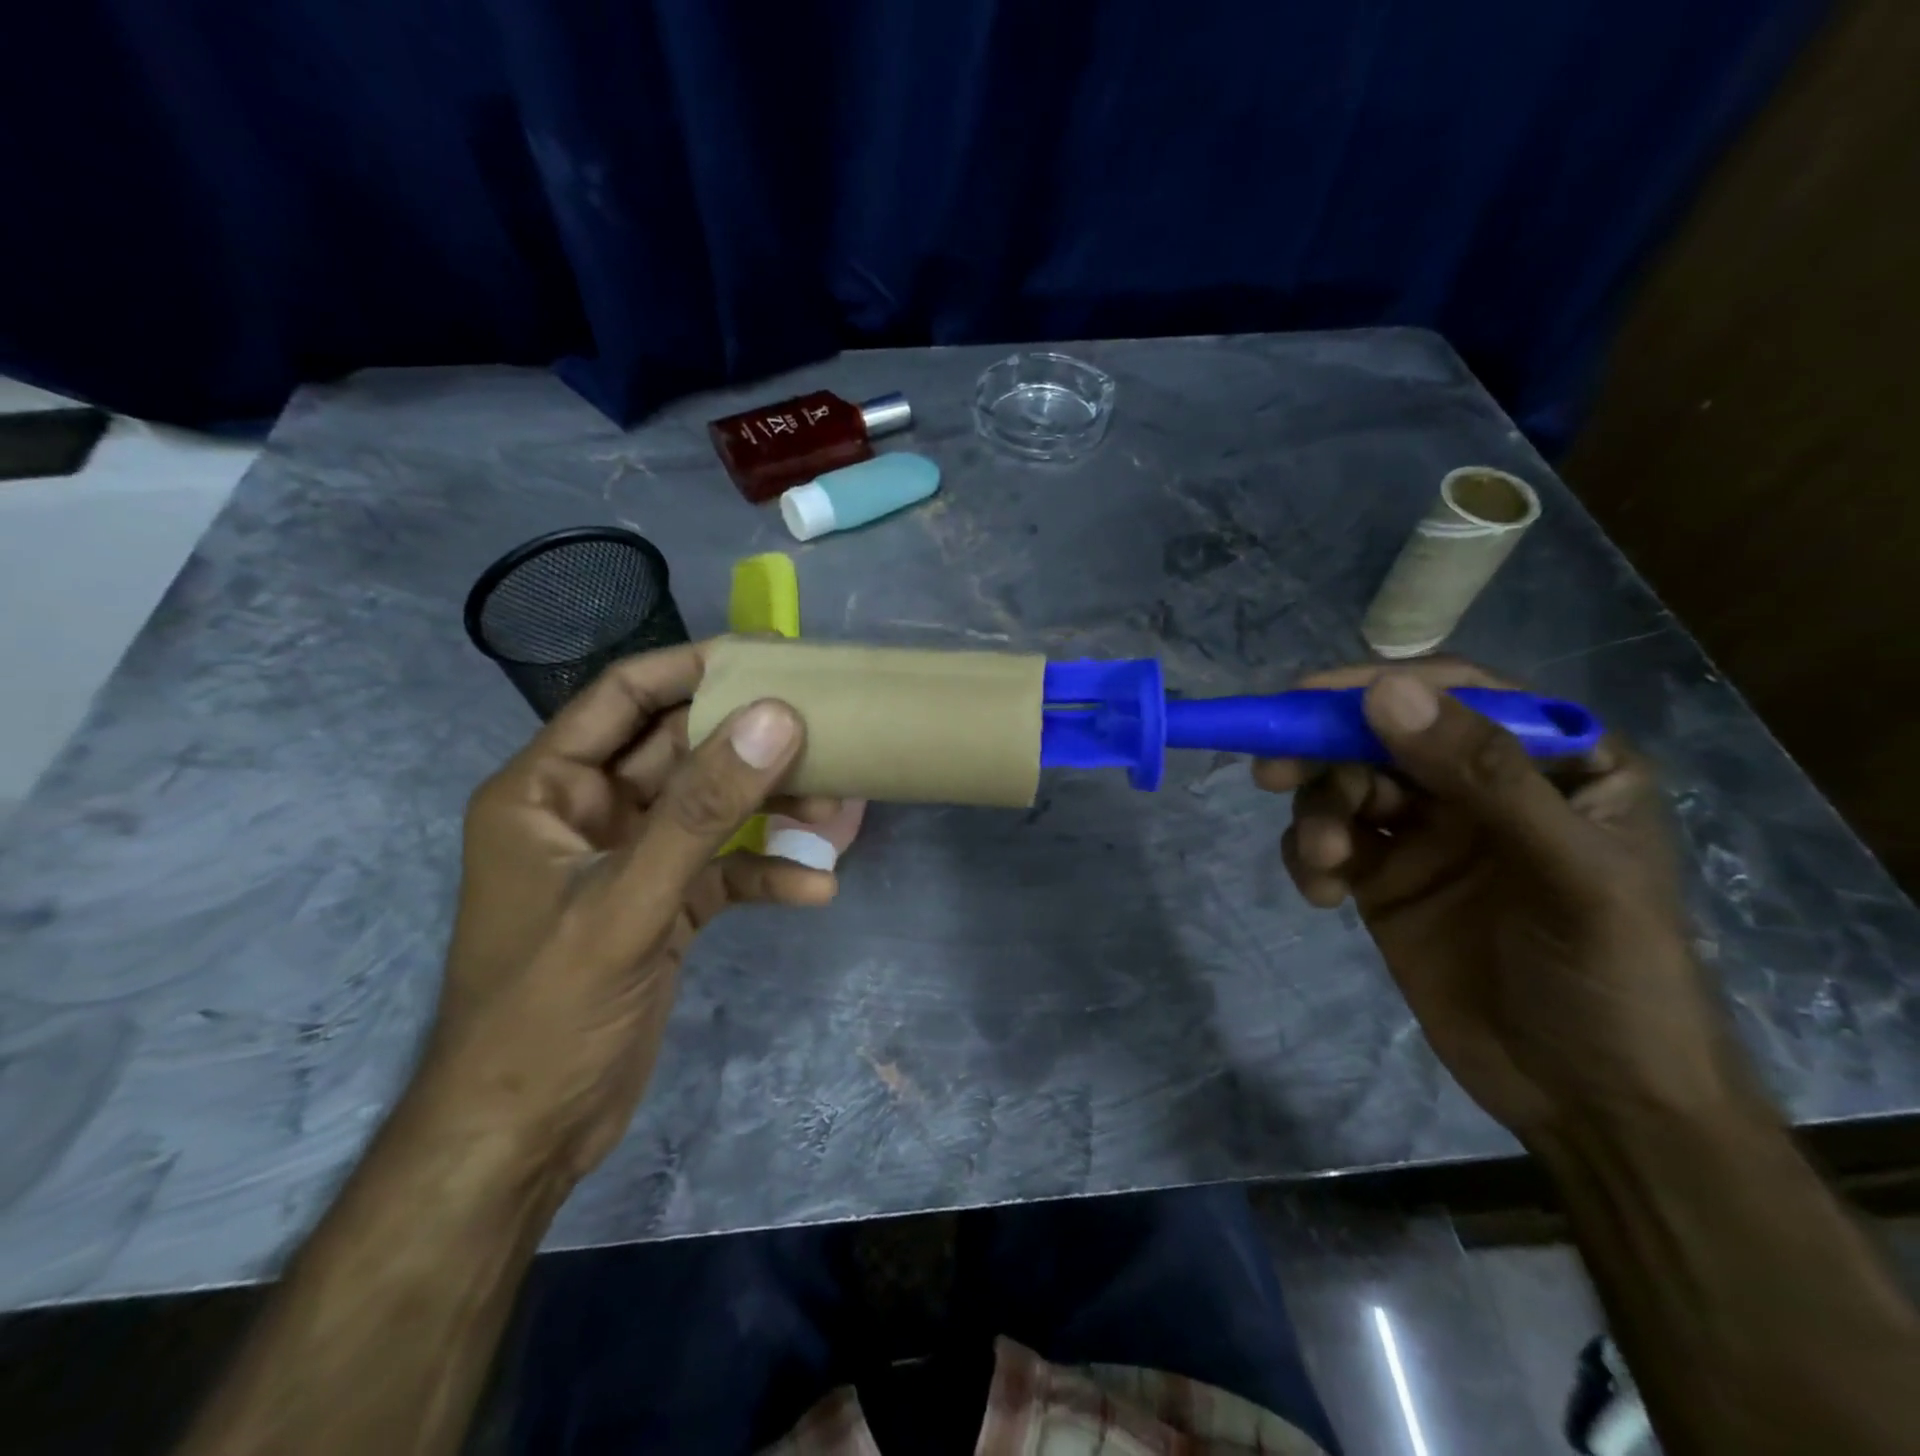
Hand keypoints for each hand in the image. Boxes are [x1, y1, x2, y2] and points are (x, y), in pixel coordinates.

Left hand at [418, 643, 836, 1183]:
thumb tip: (777, 719)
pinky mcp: (664, 906)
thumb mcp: (627, 904)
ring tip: (838, 812)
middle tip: (828, 731)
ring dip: (772, 810)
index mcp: (547, 790)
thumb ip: (704, 811)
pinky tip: (816, 886)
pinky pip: (724, 869)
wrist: (525, 1139)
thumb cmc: (545, 1013)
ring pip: (713, 810)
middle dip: (753, 748)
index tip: (769, 654)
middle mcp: (590, 813)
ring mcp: (632, 860)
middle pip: (683, 752)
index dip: (692, 668)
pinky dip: (766, 872)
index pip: (623, 698)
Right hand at [1254, 660, 1744, 1140]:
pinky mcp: (1386, 879)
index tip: (1306, 700)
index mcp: (1554, 763)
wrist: (1590, 1103)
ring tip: (1324, 861)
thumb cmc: (1612, 978)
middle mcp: (1483, 786)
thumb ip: (1482, 775)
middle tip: (1273, 773)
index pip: (1458, 696)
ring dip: (1318, 815)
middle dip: (1326, 753)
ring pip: (1346, 788)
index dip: (1380, 688)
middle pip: (1382, 738)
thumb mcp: (1566, 870)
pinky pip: (1329, 843)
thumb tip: (1383, 692)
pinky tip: (1322, 894)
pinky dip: (1311, 857)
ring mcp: (1429, 833)